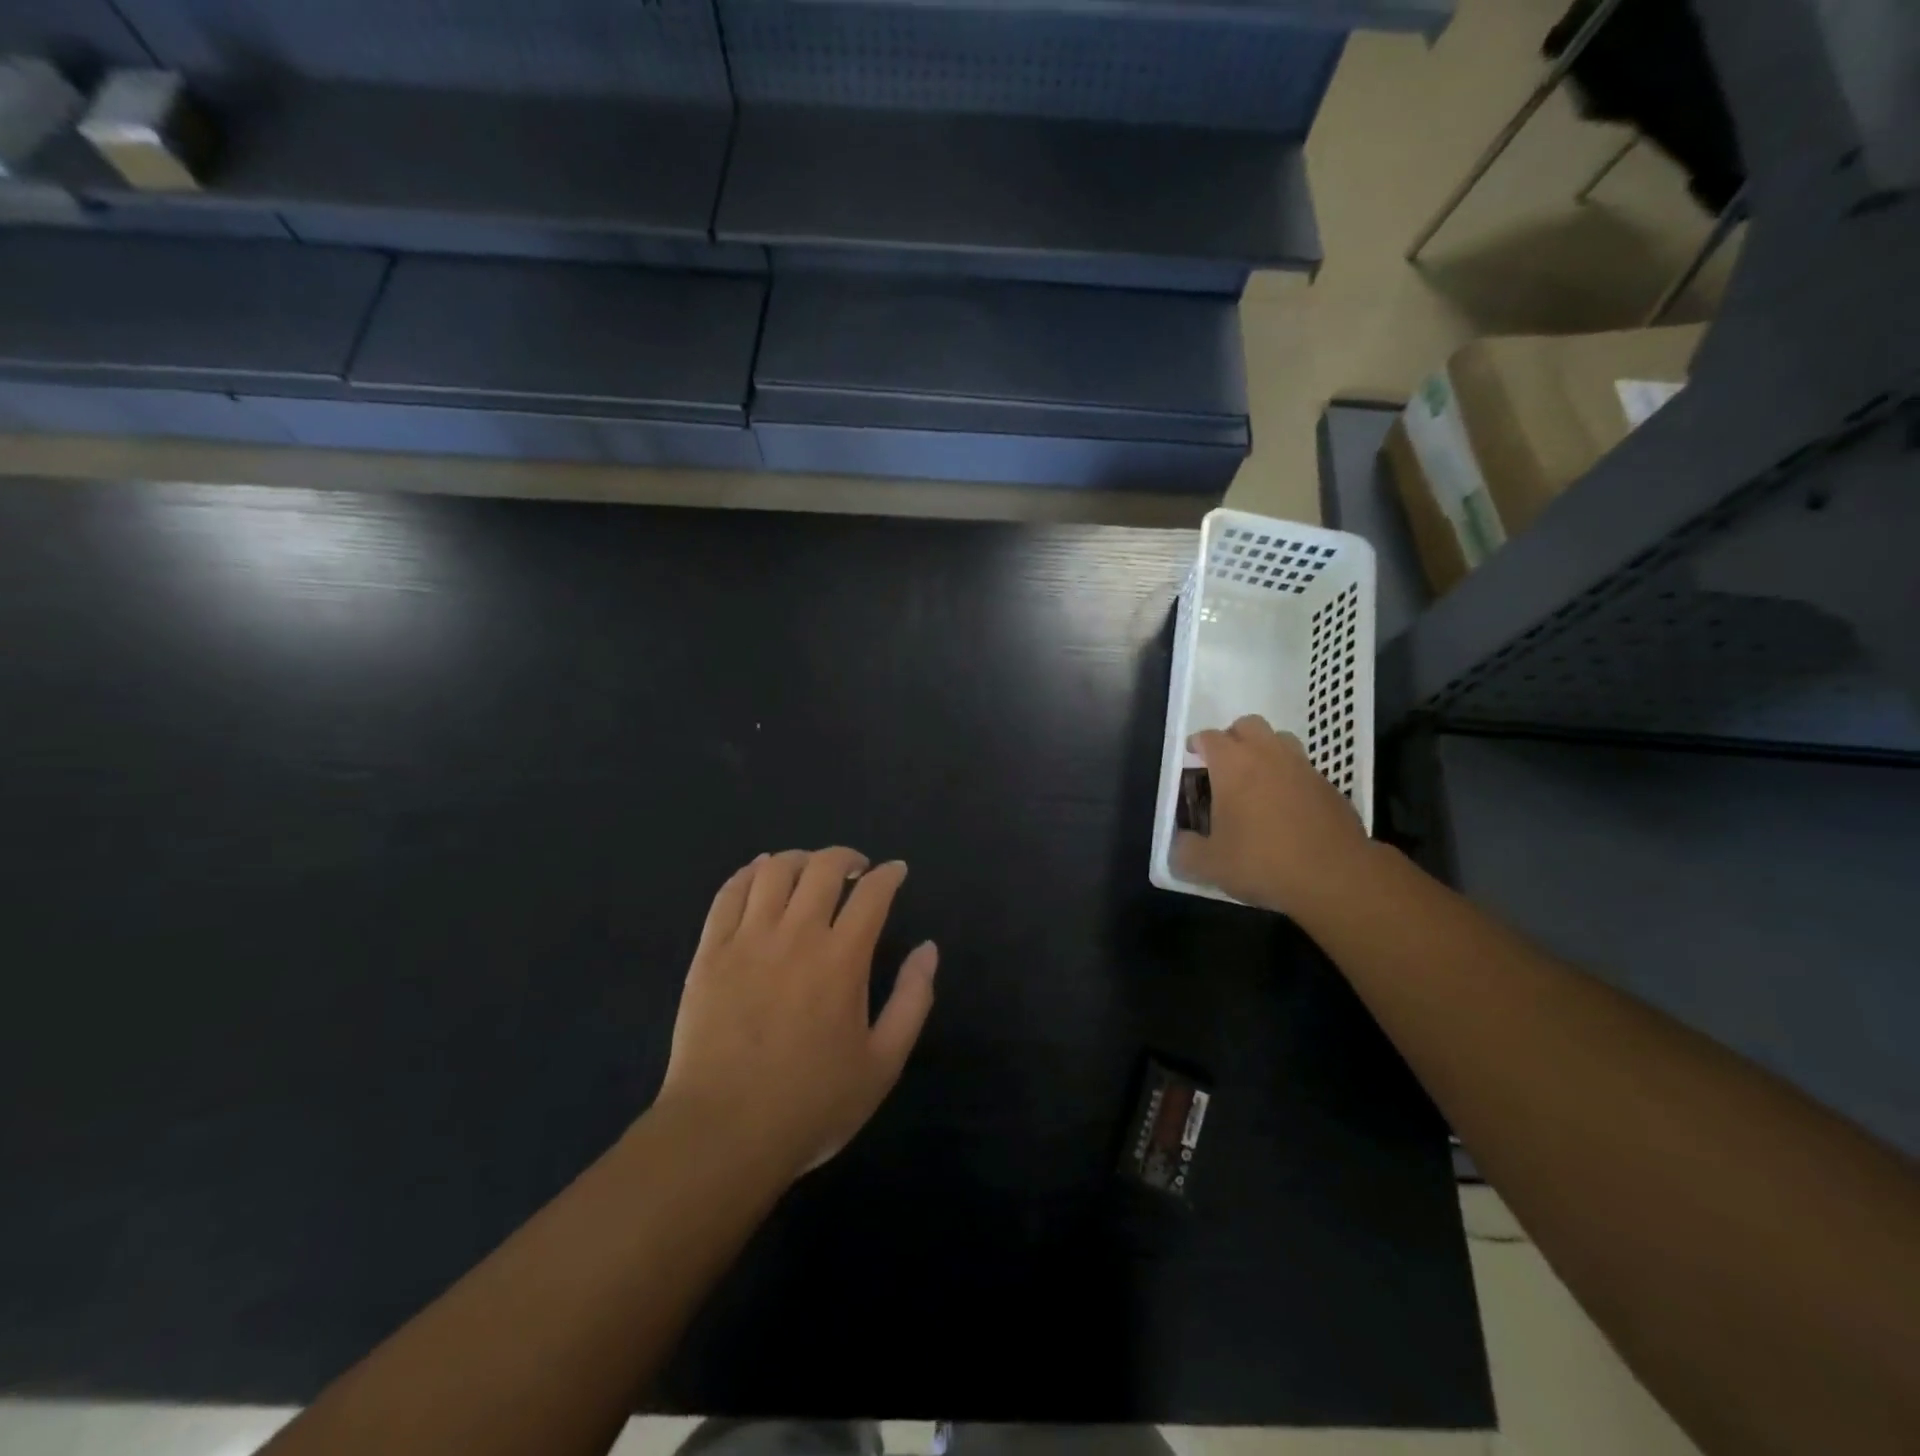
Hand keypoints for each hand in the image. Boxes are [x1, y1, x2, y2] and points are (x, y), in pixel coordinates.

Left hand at [657, 848, 937, 1181]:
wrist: (724, 1134)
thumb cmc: (812, 1104)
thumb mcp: (883, 1063)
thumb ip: (913, 1000)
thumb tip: (928, 949)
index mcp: (842, 959)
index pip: (872, 893)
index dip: (889, 874)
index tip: (896, 872)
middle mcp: (797, 935)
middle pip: (823, 868)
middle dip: (846, 857)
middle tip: (856, 869)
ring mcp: (747, 940)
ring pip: (774, 870)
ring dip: (799, 858)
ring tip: (809, 869)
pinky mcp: (710, 952)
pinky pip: (728, 894)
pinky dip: (749, 873)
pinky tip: (760, 872)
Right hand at [1172, 715, 1371, 914]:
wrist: (1335, 876)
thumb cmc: (1262, 861)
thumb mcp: (1210, 865)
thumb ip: (1185, 851)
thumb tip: (1179, 845)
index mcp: (1233, 764)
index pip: (1209, 737)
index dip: (1197, 744)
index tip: (1192, 758)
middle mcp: (1268, 754)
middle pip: (1248, 725)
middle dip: (1233, 738)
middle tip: (1224, 765)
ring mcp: (1303, 768)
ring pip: (1281, 741)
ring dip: (1265, 751)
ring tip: (1256, 781)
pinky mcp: (1329, 787)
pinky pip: (1303, 770)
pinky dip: (1290, 778)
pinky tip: (1286, 808)